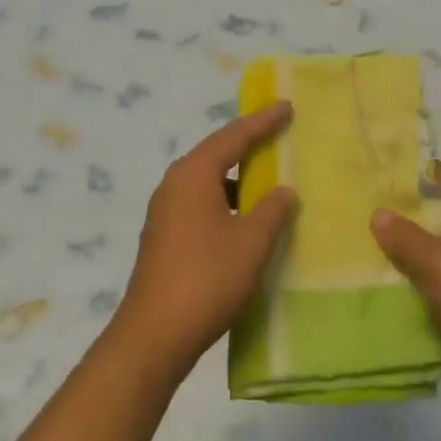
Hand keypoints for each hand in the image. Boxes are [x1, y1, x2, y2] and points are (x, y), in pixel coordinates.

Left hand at [112, 103, 297, 378]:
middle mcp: (173, 184)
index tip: (286, 106)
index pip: (233, 136)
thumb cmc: (207, 279)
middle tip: (278, 133)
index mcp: (193, 174)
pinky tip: (244, 220)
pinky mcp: (163, 237)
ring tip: (266, 178)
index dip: (262, 121)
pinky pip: (199, 203)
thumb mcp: (251, 242)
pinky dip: (225, 201)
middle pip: (216, 153)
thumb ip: (272, 210)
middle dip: (247, 144)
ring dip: (236, 177)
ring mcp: (164, 212)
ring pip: (207, 181)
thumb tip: (282, 191)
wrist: (154, 334)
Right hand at [370, 164, 440, 440]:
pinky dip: (414, 295)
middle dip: (401, 217)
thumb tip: (379, 214)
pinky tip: (381, 294)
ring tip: (359, 249)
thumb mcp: (440, 263)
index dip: (413, 171)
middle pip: (438, 221)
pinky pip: (437, 296)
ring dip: (404, 259)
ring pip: (435, 262)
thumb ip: (406, 237)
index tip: (375, 167)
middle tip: (356, 209)